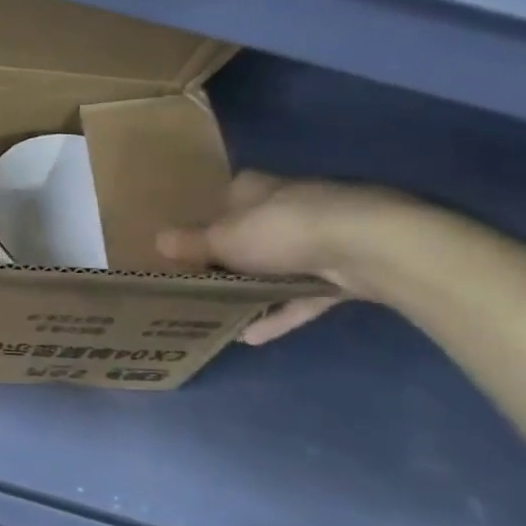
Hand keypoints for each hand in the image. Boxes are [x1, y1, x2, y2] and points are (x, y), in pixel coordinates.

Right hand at [154, 172, 426, 343]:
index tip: (187, 244)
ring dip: (254, 290)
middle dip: (230, 257)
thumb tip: (157, 240)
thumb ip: (192, 244)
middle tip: (198, 282)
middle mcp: (288, 205)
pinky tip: (253, 336)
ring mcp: (320, 237)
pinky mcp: (343, 269)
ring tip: (222, 316)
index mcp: (256, 189)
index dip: (207, 217)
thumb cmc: (282, 230)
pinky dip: (280, 313)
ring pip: (277, 265)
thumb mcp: (224, 240)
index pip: (227, 196)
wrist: (367, 246)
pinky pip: (302, 295)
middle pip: (251, 232)